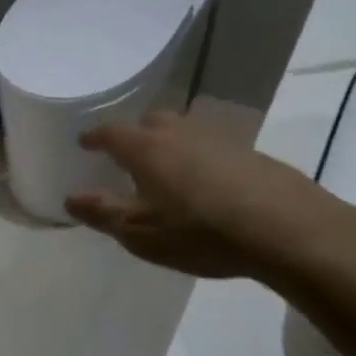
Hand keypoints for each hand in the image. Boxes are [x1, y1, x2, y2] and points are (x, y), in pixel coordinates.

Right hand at [65, 111, 355, 282]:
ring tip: (164, 168)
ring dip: (168, 143)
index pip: (112, 133)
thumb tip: (71, 198)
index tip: (84, 142)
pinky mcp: (249, 153)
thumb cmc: (200, 232)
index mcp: (147, 149)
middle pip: (151, 122)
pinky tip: (204, 183)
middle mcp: (181, 133)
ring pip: (184, 131)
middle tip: (126, 154)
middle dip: (134, 134)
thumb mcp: (141, 233)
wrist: (284, 228)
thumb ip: (103, 213)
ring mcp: (219, 139)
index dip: (95, 137)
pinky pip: (210, 146)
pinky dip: (197, 157)